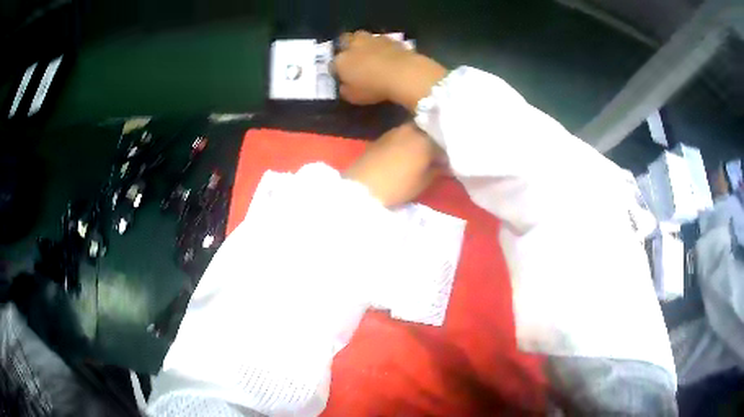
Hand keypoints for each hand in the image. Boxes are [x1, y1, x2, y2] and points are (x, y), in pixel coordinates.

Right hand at [333, 31, 446, 109]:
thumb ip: (346, 89)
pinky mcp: (391, 39)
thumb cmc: (374, 88)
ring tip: (371, 55)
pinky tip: (387, 55)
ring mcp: (373, 39)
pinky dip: (382, 47)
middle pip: (345, 40)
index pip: (333, 64)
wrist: (404, 73)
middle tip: (353, 57)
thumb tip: (345, 85)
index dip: (337, 70)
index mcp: (341, 60)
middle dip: (346, 46)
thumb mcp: (354, 97)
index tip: (342, 77)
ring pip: (362, 36)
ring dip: (364, 44)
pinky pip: (381, 41)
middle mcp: (354, 45)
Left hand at [345, 122, 444, 206]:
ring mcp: (395, 130)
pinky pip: (402, 135)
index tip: (452, 160)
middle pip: (430, 131)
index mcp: (426, 138)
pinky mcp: (383, 136)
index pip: (445, 139)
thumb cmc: (398, 186)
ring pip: (416, 130)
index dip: (450, 150)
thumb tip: (445, 163)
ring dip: (422, 139)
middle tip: (440, 154)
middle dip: (436, 140)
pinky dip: (409, 141)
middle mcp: (412, 128)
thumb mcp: (424, 181)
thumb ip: (438, 169)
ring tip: (425, 153)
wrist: (363, 187)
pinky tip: (409, 152)